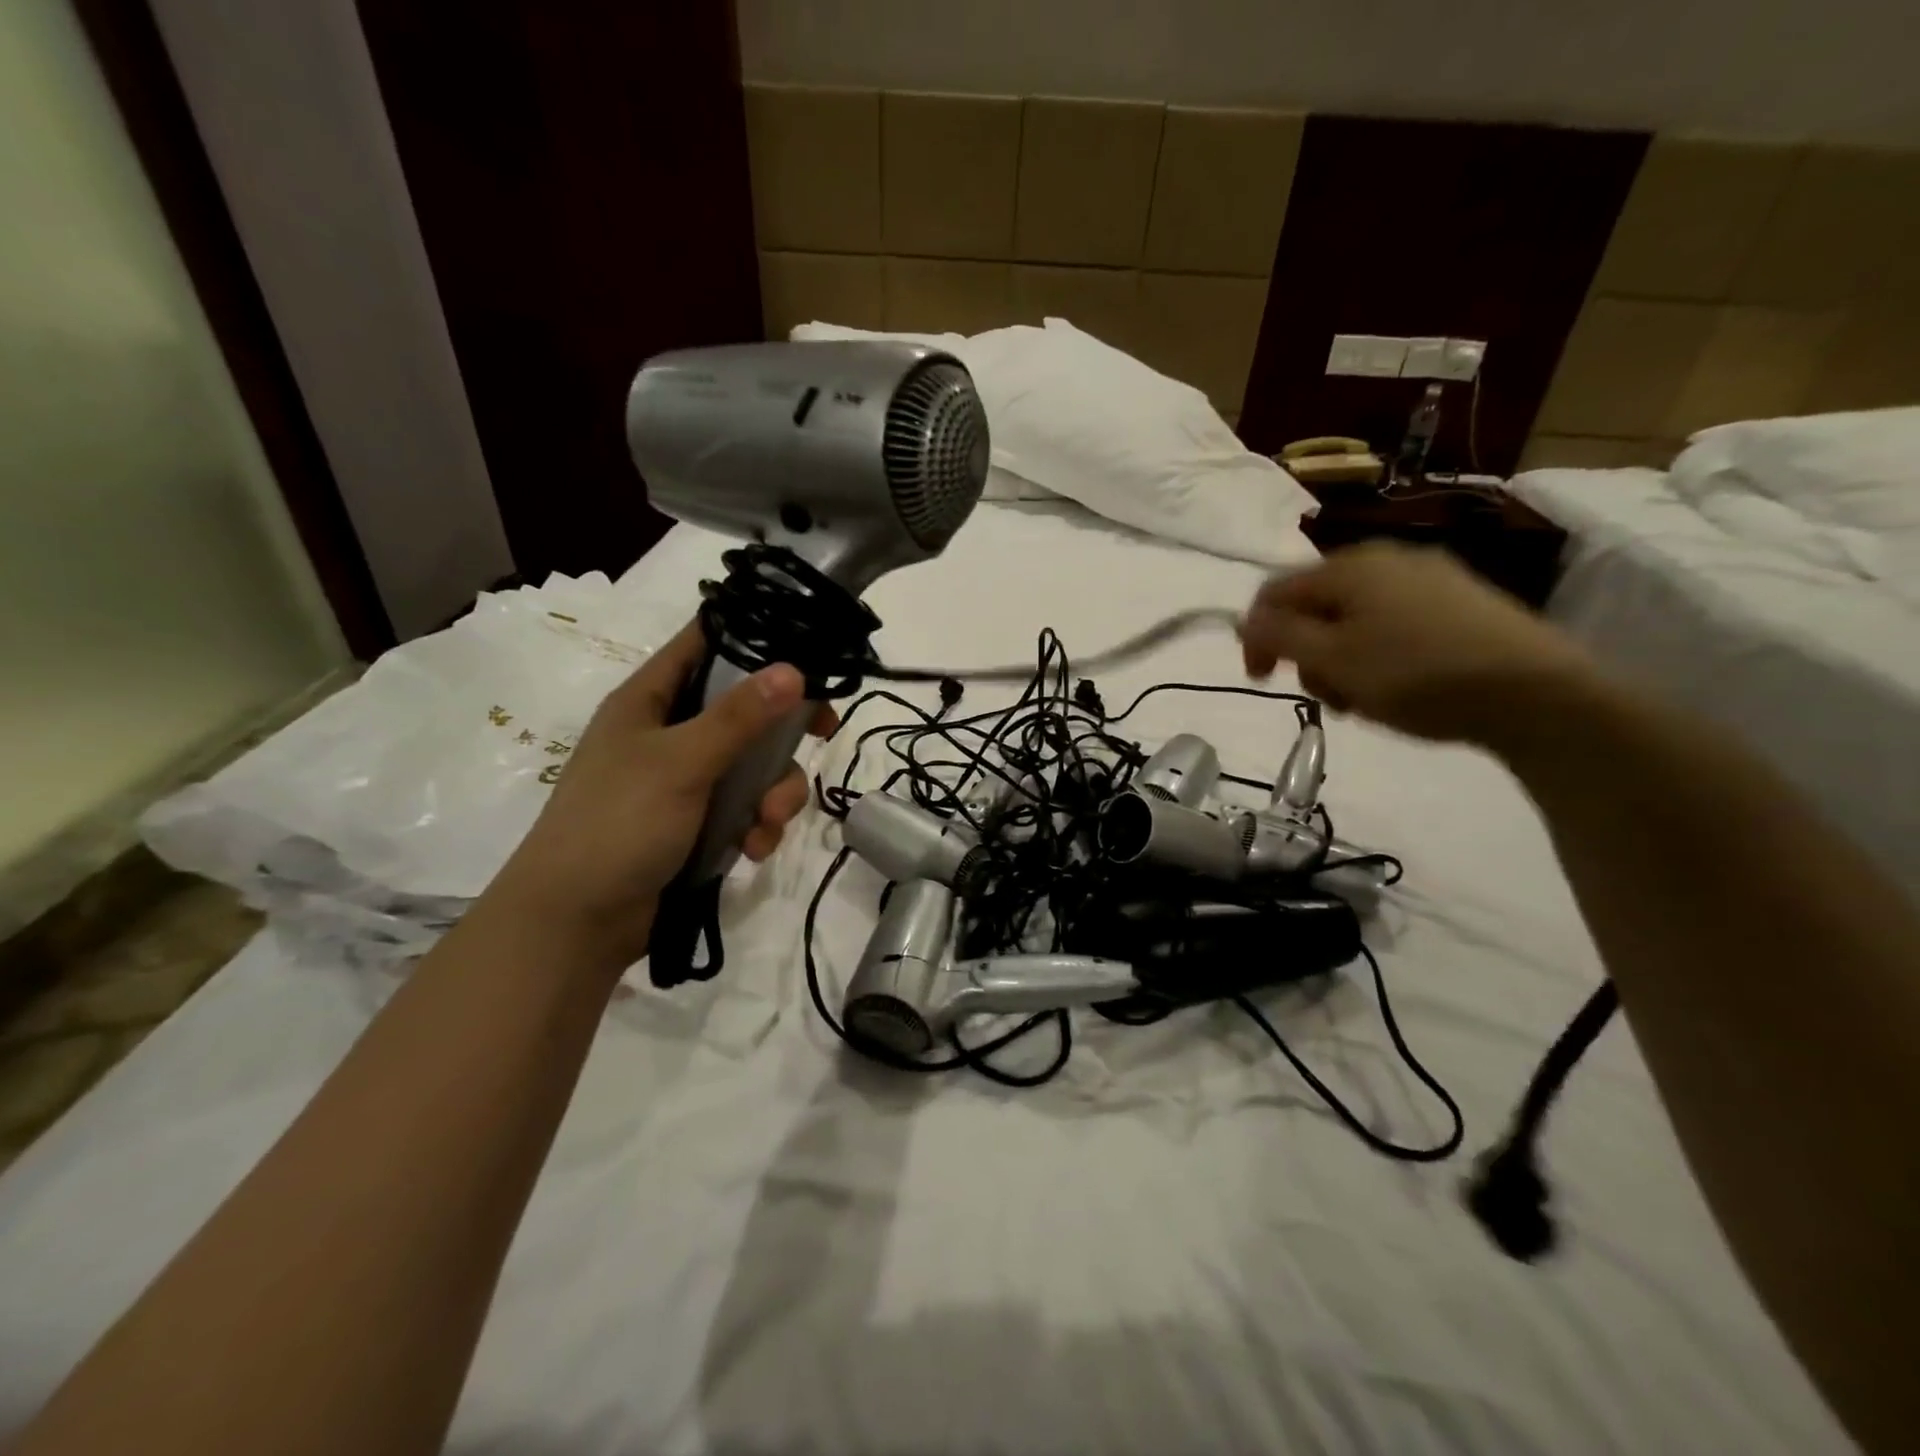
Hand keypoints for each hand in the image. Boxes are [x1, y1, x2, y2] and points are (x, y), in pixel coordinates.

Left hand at [485, 623, 836, 963]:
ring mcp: (685, 779)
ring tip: (767, 824)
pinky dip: (757, 825)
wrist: (576, 923)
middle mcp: (670, 731)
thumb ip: (740, 717)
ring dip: (774, 793)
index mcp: (651, 698)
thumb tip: (794, 668)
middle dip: (782, 733)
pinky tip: (754, 850)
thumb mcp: (681, 763)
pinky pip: (747, 807)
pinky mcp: (698, 822)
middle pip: (745, 708)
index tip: (809, 649)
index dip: (755, 636)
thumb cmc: (617, 824)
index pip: (706, 642)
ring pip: (755, 764)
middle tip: (823, 734)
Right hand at [1239, 542, 1595, 743]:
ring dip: (1341, 660)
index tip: (1262, 681)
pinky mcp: (1461, 602)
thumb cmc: (1417, 675)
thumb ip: (1281, 636)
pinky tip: (1398, 685)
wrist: (1536, 693)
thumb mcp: (1334, 660)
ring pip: (1354, 618)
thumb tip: (1246, 619)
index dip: (1257, 636)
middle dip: (1307, 654)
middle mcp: (1387, 559)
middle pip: (1316, 606)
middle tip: (1327, 697)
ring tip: (1363, 699)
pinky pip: (1393, 623)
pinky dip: (1377, 654)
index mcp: (1350, 566)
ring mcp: (1429, 577)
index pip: (1276, 592)